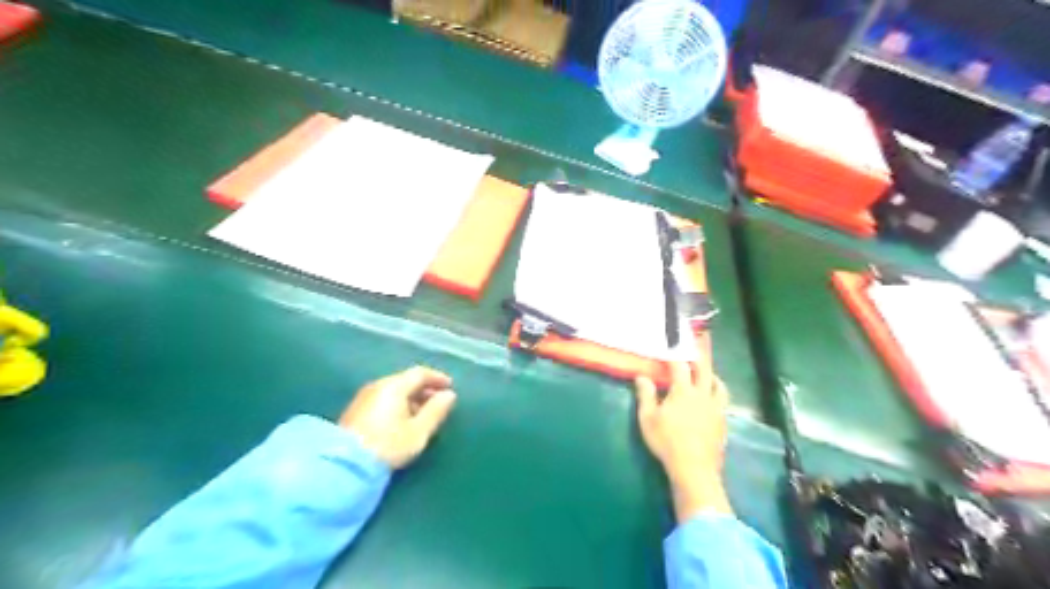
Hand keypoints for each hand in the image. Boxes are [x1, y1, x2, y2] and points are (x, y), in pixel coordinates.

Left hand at [341, 364, 456, 469]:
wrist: (344, 466)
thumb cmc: (388, 445)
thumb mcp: (418, 431)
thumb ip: (436, 411)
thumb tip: (449, 395)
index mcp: (394, 386)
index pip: (419, 373)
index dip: (437, 378)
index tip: (450, 387)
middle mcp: (377, 386)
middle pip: (405, 381)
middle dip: (424, 389)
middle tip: (438, 402)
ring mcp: (363, 398)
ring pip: (394, 391)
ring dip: (411, 398)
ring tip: (423, 414)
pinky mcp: (355, 412)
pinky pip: (383, 400)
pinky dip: (398, 405)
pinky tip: (403, 421)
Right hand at [635, 363, 732, 519]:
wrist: (694, 468)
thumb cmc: (666, 441)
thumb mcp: (648, 418)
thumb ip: (646, 395)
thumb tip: (642, 377)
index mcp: (683, 391)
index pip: (680, 367)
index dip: (674, 357)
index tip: (669, 350)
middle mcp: (703, 395)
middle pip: (704, 371)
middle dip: (698, 360)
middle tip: (693, 354)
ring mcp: (716, 409)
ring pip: (719, 386)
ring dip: (712, 377)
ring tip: (708, 376)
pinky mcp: (723, 423)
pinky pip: (723, 402)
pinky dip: (717, 395)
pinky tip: (712, 401)